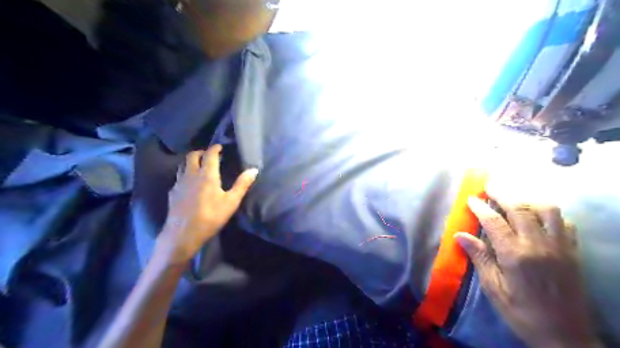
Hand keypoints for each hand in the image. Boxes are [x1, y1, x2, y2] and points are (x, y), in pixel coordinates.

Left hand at [158, 146, 259, 265]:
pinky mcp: (172, 193)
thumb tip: (254, 169)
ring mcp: (179, 183)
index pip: (210, 155)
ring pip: (182, 165)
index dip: (215, 148)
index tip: (220, 146)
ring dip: (191, 161)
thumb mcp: (231, 202)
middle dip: (201, 152)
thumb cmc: (211, 217)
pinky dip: (185, 174)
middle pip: (192, 156)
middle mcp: (191, 175)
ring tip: (199, 166)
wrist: (183, 234)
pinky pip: (178, 177)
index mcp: (207, 175)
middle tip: (209, 155)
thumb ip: (242, 184)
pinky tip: (189, 183)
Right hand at [455, 198, 600, 347]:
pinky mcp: (573, 252)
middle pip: (520, 208)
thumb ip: (479, 257)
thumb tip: (459, 235)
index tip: (471, 198)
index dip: (480, 207)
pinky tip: (538, 217)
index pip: (494, 221)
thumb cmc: (521, 312)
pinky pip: (565, 223)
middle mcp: (539, 245)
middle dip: (502, 194)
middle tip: (489, 187)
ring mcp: (560, 246)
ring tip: (514, 200)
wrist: (565, 336)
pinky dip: (550, 214)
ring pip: (547, 210)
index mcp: (515, 255)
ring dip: (527, 200)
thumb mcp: (494, 288)